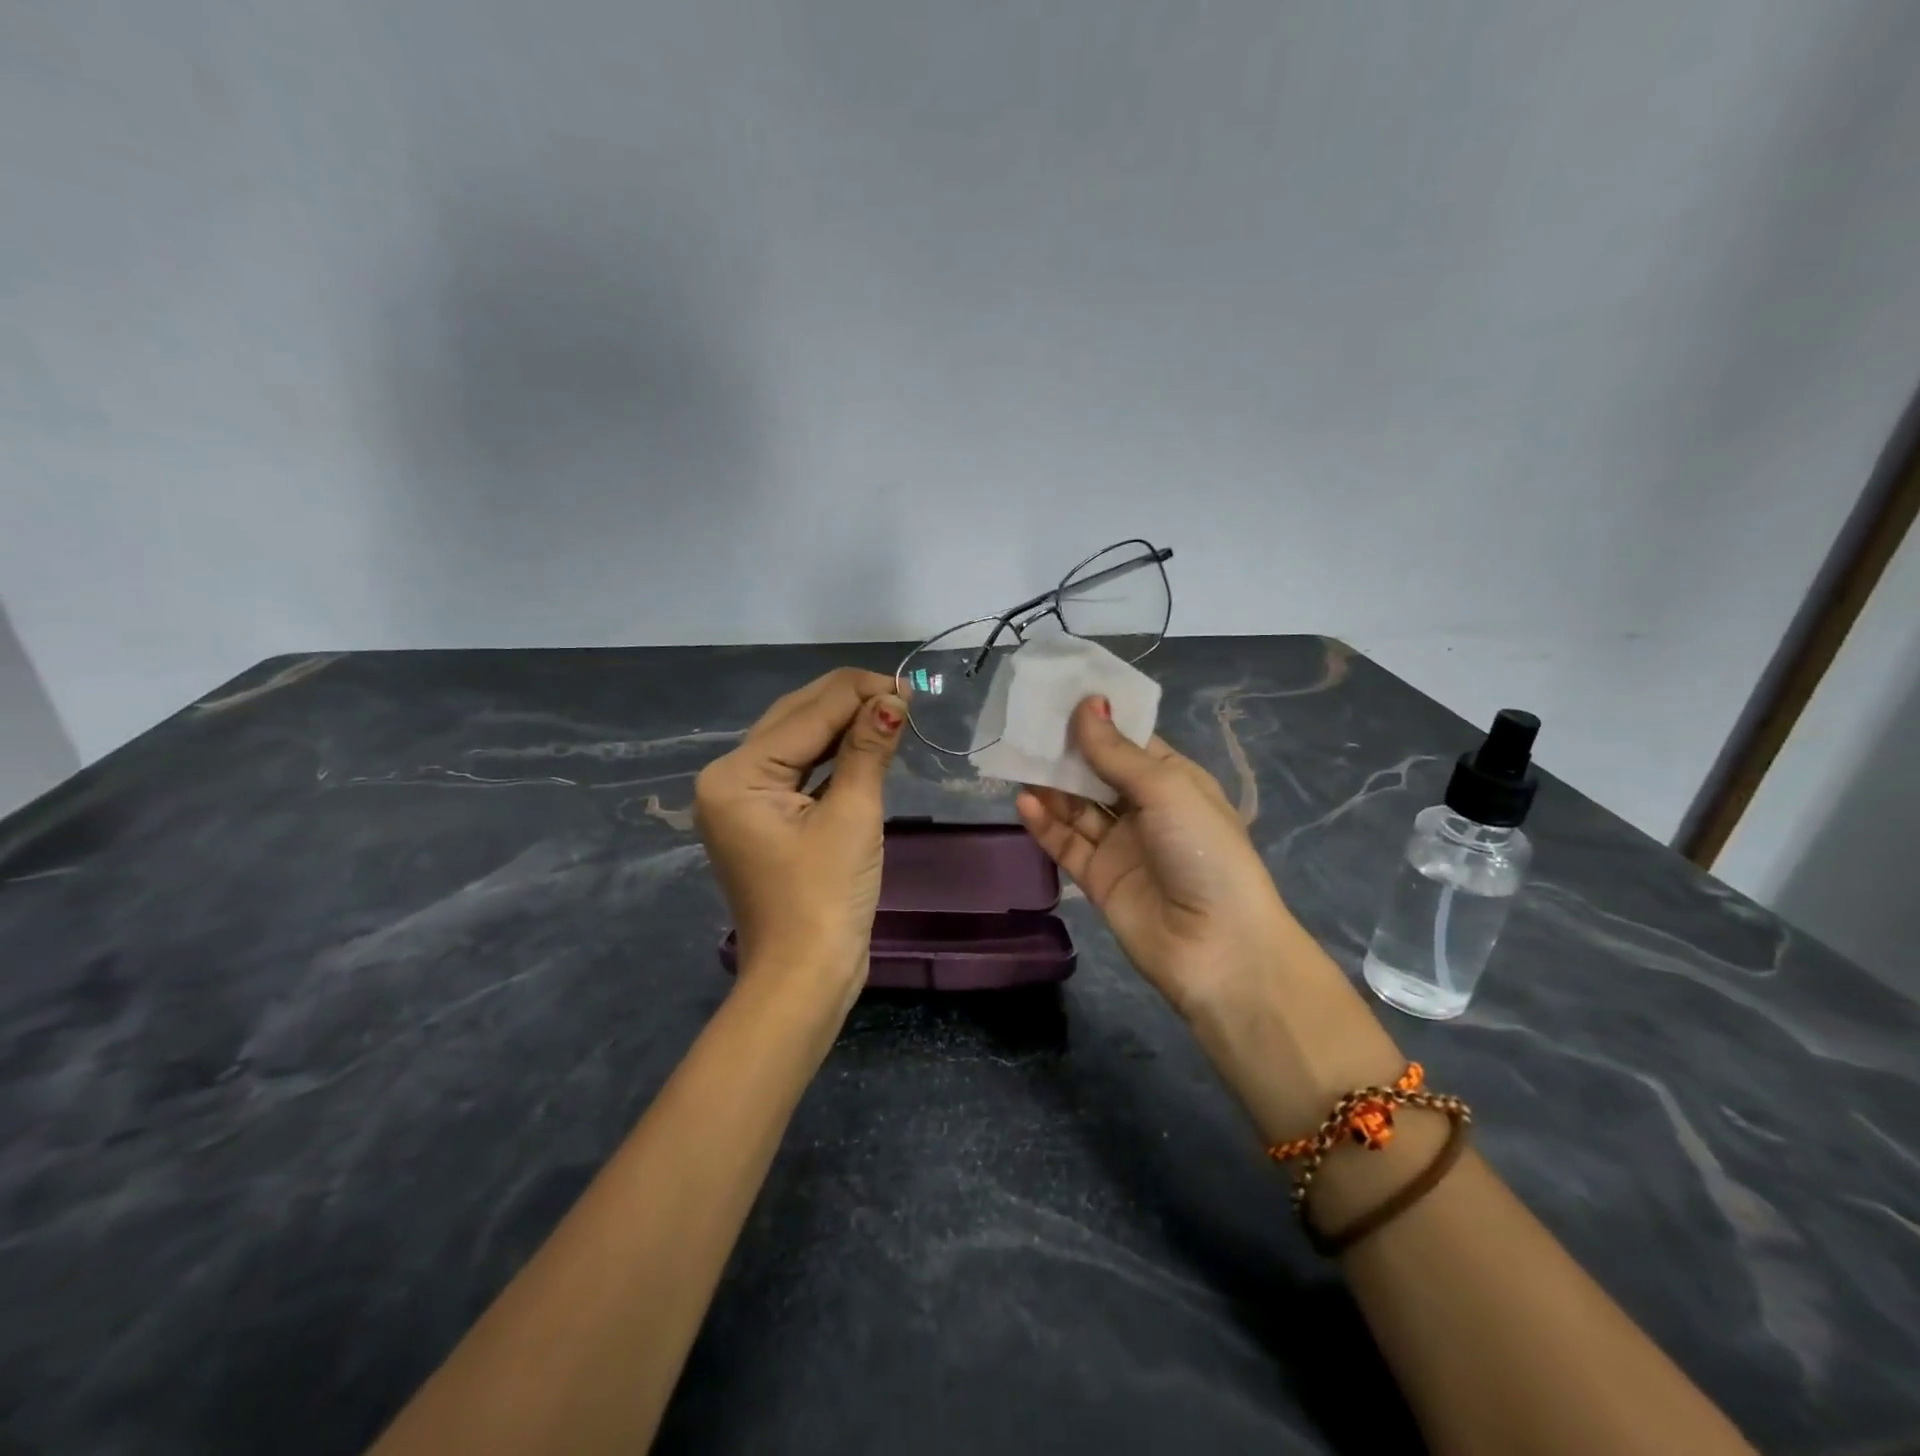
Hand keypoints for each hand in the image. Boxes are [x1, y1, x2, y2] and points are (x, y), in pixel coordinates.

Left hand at [694, 668, 906, 1009]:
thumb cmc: (826, 898)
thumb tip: (893, 699)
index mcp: (737, 775)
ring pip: (797, 742)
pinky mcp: (764, 818)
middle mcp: (729, 778)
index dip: (858, 693)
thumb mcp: (853, 816)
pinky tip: (866, 741)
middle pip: (794, 720)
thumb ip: (868, 750)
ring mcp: (744, 800)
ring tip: (892, 710)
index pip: (805, 714)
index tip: (908, 684)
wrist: (805, 978)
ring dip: (843, 726)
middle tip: (903, 694)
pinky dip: (833, 756)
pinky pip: (799, 771)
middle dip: (849, 702)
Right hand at [1015, 697, 1301, 1020]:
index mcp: (1173, 781)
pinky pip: (1066, 844)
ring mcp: (1121, 845)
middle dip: (1066, 751)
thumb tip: (1086, 703)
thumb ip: (1117, 752)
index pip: (1129, 742)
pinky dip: (1045, 824)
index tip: (1058, 696)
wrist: (1218, 948)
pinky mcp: (1099, 878)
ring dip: (1050, 786)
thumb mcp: (1165, 790)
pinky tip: (1023, 802)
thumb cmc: (1203, 852)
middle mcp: (1146, 809)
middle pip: (1097, 772)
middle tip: (1027, 726)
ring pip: (1077, 807)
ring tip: (1017, 760)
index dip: (1097, 720)